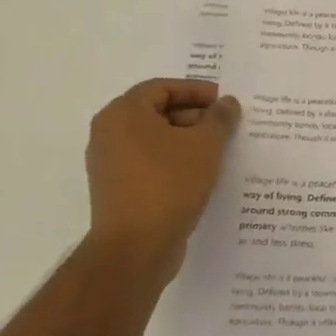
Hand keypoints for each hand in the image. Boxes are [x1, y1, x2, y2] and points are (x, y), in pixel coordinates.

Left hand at [84, 78, 240, 285]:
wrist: (136, 248)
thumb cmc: (169, 184)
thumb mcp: (205, 145)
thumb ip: (219, 118)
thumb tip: (227, 103)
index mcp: (123, 113)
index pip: (163, 87)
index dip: (196, 90)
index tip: (224, 101)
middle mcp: (109, 133)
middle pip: (156, 111)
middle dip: (194, 115)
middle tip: (225, 126)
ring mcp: (110, 163)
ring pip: (154, 139)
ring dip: (186, 140)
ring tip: (218, 150)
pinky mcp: (117, 189)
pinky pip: (149, 163)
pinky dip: (174, 161)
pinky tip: (201, 173)